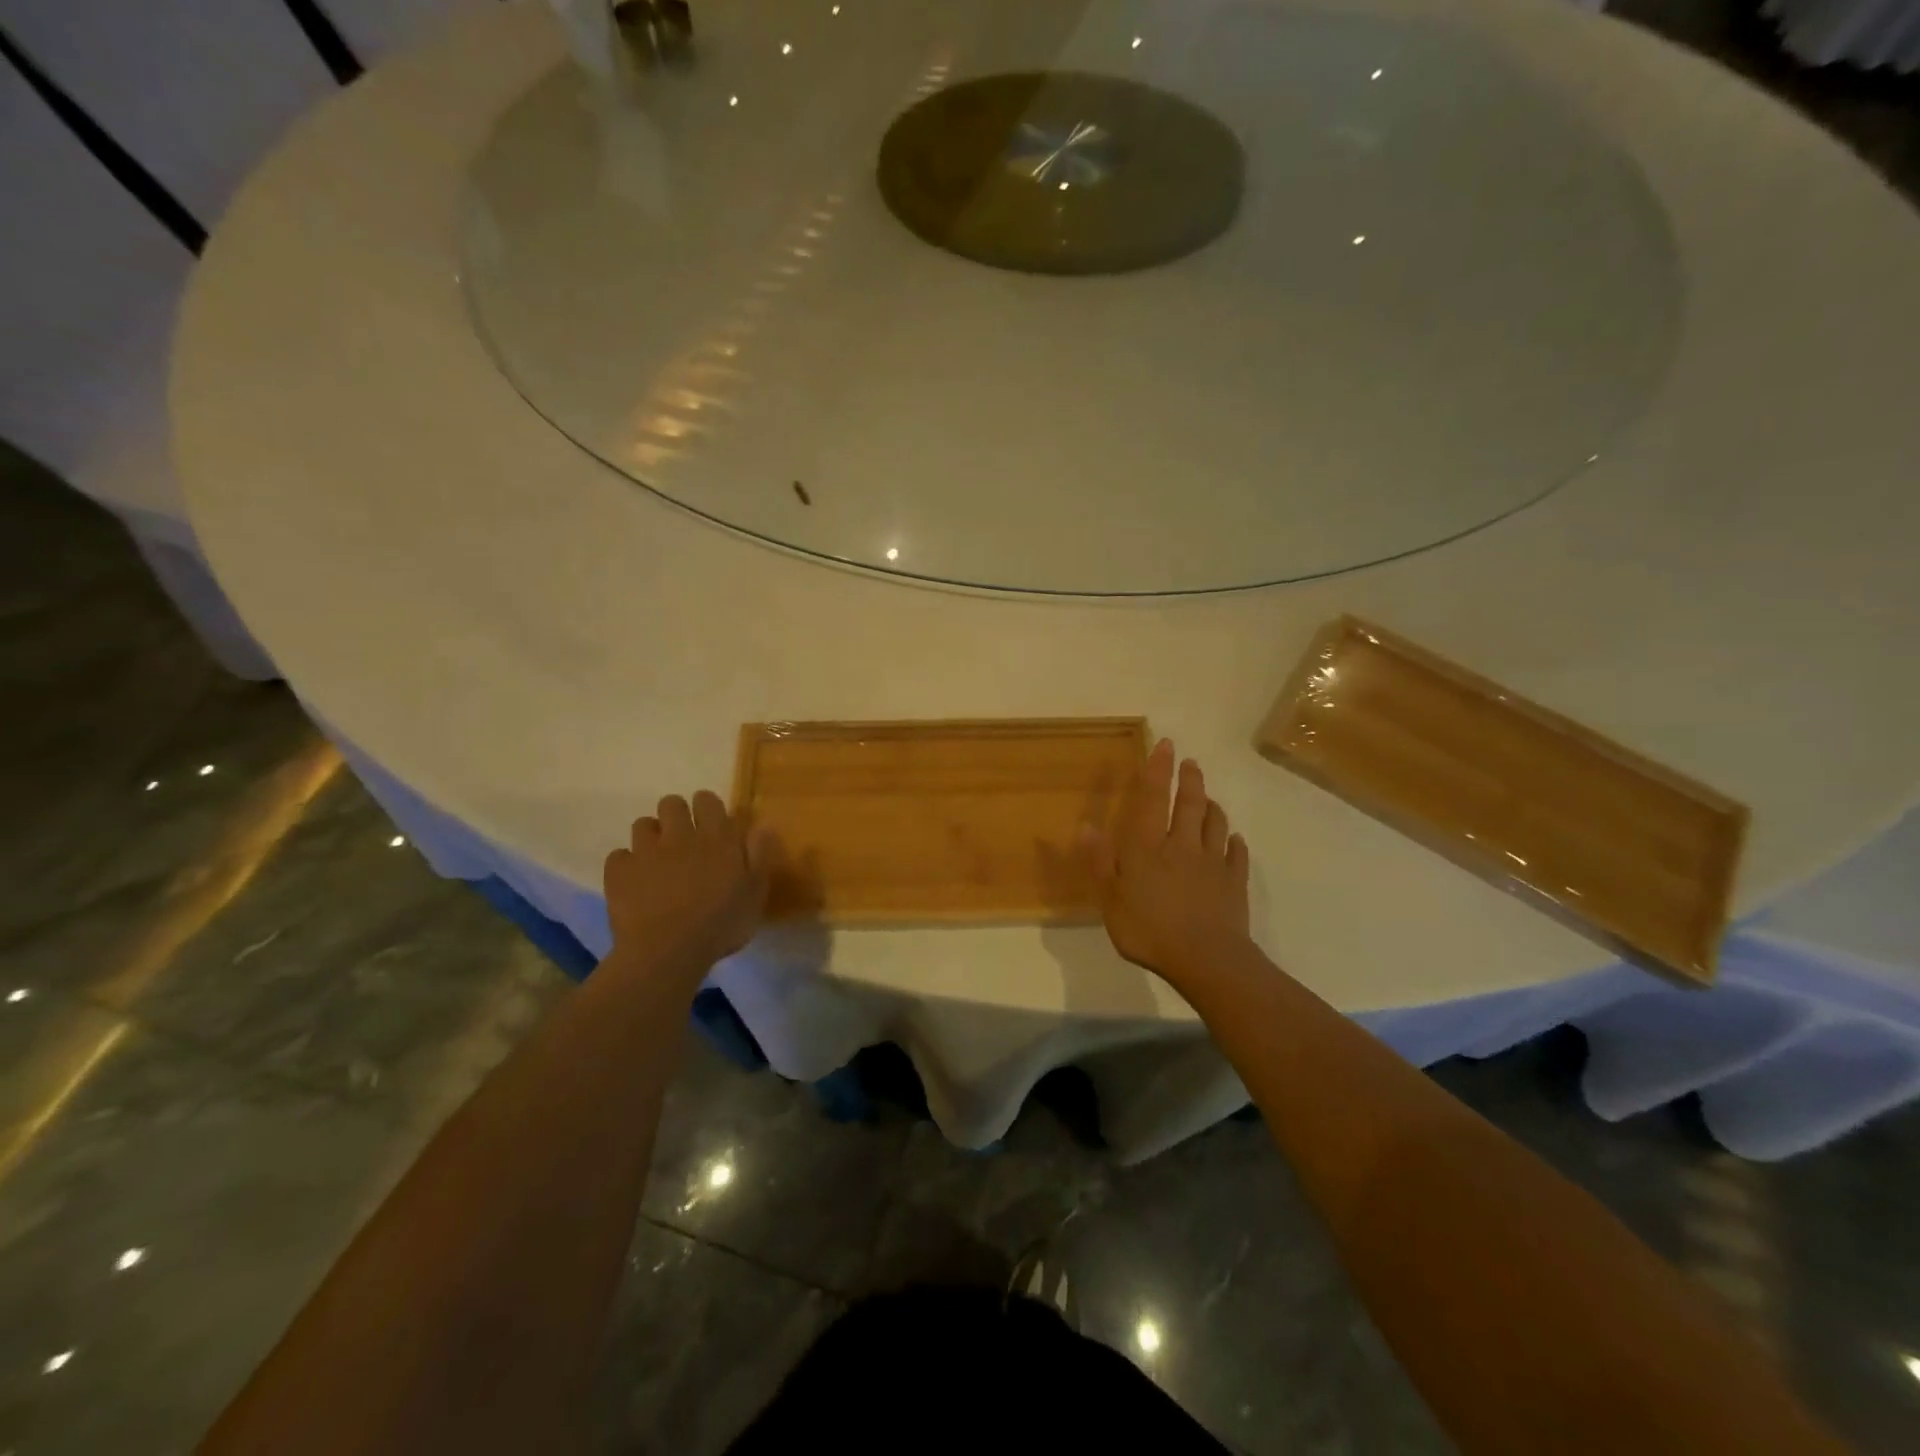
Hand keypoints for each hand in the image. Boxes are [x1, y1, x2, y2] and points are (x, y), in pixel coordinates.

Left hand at [604, 791, 773, 975]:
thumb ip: (759, 856)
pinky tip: (634, 882)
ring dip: (651, 837)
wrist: (668, 951)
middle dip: (676, 815)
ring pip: (643, 824)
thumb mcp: (755, 893)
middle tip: (684, 840)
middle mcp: (679, 835)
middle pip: (671, 803)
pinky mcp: (619, 872)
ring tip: (658, 860)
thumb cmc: (720, 924)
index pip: (707, 800)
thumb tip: (762, 825)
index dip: (707, 808)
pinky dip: (626, 864)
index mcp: (716, 838)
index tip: (711, 824)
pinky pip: (619, 856)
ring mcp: (646, 852)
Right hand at [1083, 739, 1251, 984]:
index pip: (1153, 799)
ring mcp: (1213, 863)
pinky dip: (1235, 843)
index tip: (1165, 745)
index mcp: (1149, 847)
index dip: (1158, 770)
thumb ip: (1099, 861)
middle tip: (1191, 763)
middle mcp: (1183, 845)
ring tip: (1209, 798)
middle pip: (1190, 804)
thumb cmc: (1149, 929)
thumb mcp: (1110, 899)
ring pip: (1216, 824)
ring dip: (1212, 807)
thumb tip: (1087, 825)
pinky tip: (1234, 841)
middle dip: (1190, 780)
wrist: (1206, 959)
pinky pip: (1237, 854)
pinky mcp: (1235, 883)